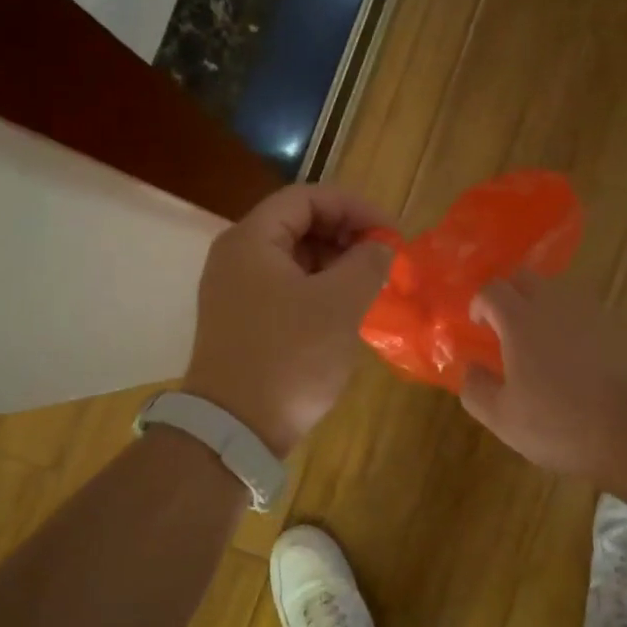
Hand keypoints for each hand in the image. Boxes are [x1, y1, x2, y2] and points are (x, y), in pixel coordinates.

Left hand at [183, 184, 395, 455]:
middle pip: (298, 223)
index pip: (307, 197)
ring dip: (335, 262)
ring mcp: (235, 289)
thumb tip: (381, 247)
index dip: (355, 206)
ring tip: (370, 284)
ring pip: (293, 257)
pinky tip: (344, 308)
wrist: (235, 429)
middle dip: (346, 234)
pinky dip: (318, 287)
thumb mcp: (339, 305)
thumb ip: (367, 263)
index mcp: (252, 239)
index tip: (390, 233)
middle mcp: (236, 256)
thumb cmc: (289, 358)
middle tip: (384, 259)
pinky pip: (285, 285)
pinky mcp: (242, 319)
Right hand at [459, 274, 626, 480]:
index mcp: (520, 319)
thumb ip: (476, 389)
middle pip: (525, 278)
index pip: (492, 289)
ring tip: (538, 342)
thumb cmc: (559, 422)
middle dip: (509, 295)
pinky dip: (569, 323)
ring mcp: (589, 313)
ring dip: (540, 306)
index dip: (479, 303)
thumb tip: (469, 368)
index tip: (477, 326)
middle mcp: (554, 304)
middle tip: (503, 327)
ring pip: (557, 292)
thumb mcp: (502, 417)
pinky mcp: (617, 328)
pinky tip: (571, 356)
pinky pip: (583, 312)